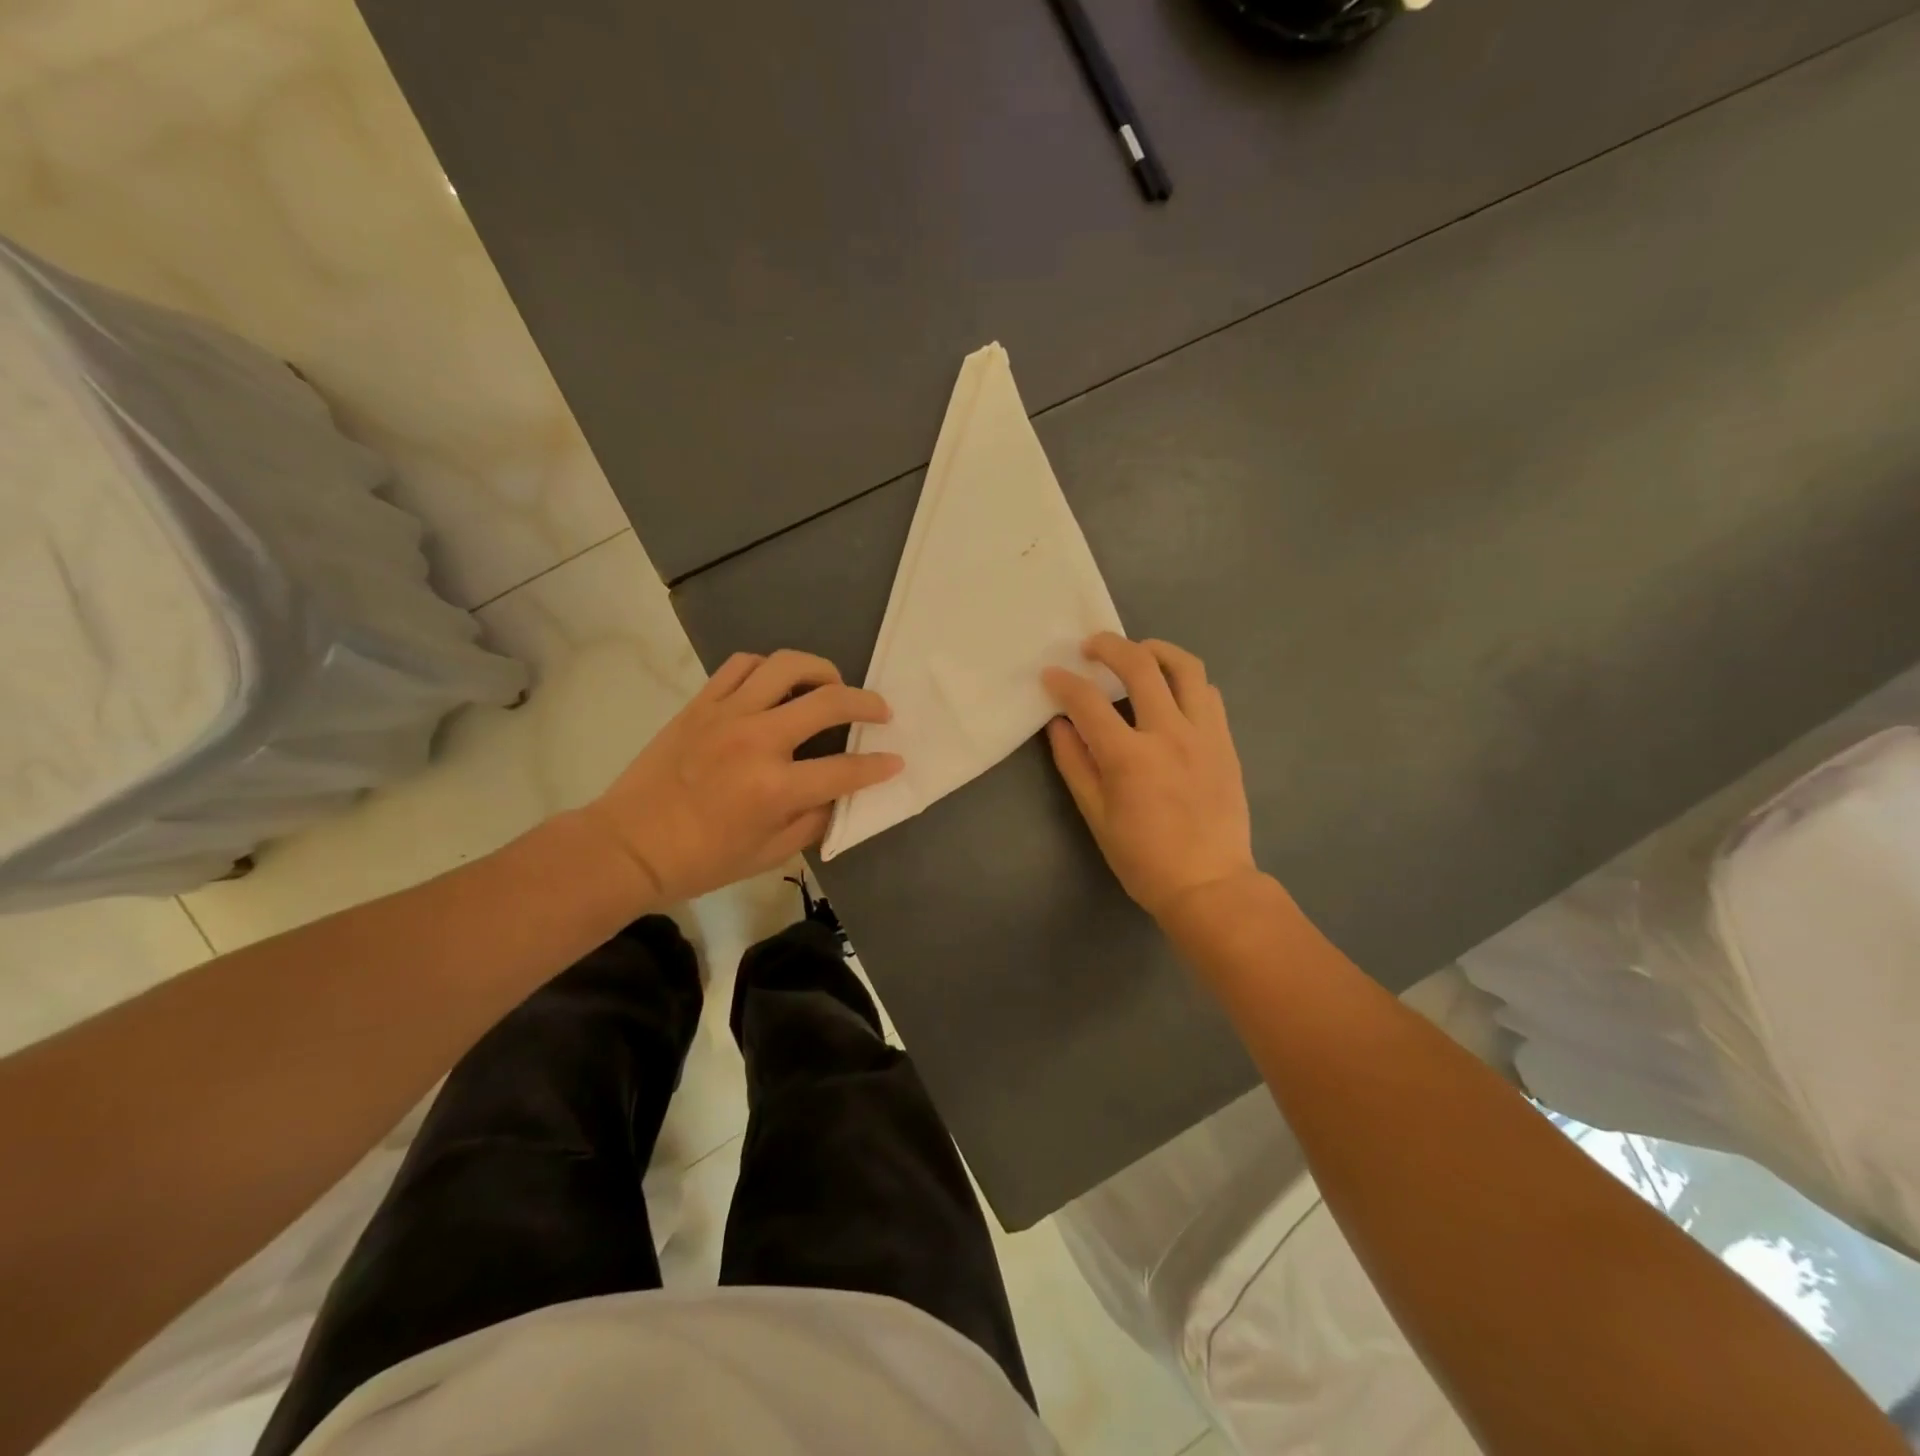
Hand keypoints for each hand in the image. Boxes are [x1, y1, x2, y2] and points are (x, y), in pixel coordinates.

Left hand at [581, 650, 901, 904]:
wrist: (628, 845)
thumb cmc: (701, 861)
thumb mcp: (769, 855)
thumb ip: (813, 821)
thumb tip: (839, 793)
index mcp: (775, 788)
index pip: (846, 769)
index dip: (879, 766)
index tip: (895, 760)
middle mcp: (757, 741)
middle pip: (828, 701)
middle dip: (867, 703)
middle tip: (880, 711)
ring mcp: (726, 715)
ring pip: (786, 666)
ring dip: (821, 670)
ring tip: (832, 685)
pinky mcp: (701, 703)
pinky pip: (742, 666)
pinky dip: (770, 668)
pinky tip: (779, 683)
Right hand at [1043, 633, 1258, 921]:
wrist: (1209, 884)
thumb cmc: (1143, 859)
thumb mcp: (1096, 816)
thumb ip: (1075, 764)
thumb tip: (1059, 724)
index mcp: (1129, 757)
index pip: (1088, 702)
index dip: (1063, 683)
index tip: (1050, 675)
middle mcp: (1169, 733)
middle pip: (1139, 665)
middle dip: (1109, 646)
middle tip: (1091, 646)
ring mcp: (1204, 734)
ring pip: (1185, 667)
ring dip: (1156, 650)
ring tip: (1138, 653)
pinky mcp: (1226, 741)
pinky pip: (1208, 693)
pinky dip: (1185, 680)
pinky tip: (1170, 691)